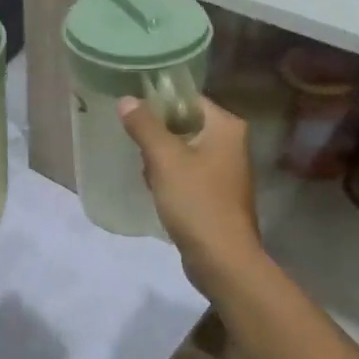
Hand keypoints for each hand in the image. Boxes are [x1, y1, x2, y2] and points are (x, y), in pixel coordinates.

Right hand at [119, 95, 262, 286]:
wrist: (222, 260)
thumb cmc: (196, 201)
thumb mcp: (164, 159)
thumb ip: (144, 125)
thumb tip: (126, 99)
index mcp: (226, 126)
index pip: (188, 99)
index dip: (159, 102)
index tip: (132, 113)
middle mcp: (232, 143)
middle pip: (185, 124)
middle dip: (158, 136)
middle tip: (136, 146)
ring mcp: (227, 170)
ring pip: (184, 150)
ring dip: (162, 159)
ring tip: (145, 171)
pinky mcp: (218, 194)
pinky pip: (189, 173)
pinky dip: (171, 178)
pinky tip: (156, 190)